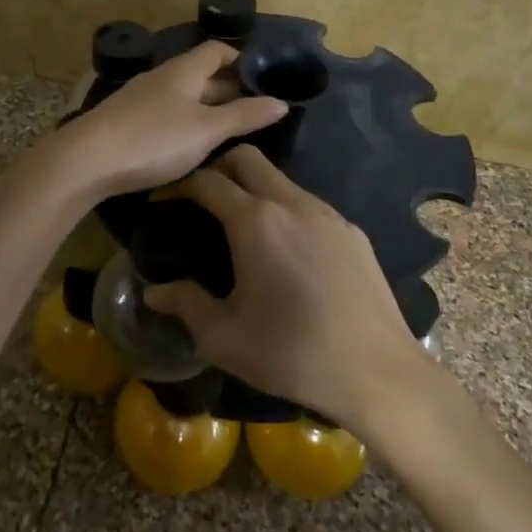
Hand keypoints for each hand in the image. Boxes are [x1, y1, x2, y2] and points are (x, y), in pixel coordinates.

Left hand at [49, 42, 288, 199]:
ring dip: (205, 107)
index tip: (261, 80)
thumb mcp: (207, 130)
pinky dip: (183, 121)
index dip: (240, 60)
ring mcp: (140, 98)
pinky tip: (188, 144)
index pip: (217, 51)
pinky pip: (164, 112)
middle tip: (253, 112)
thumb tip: (281, 102)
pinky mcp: (125, 121)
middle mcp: (161, 77)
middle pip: (200, 74)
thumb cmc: (155, 139)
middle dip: (226, 88)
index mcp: (184, 70)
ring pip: (181, 95)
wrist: (86, 160)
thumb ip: (245, 116)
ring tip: (227, 131)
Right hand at [142, 145, 432, 432]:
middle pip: (248, 159)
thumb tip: (153, 293)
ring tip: (241, 226)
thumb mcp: (225, 338)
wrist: (377, 372)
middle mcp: (293, 204)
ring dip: (255, 189)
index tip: (162, 199)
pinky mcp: (353, 233)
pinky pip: (310, 206)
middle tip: (201, 198)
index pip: (209, 181)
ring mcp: (329, 215)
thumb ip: (186, 305)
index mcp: (256, 222)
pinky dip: (287, 211)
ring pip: (282, 180)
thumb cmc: (291, 353)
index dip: (179, 184)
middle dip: (218, 167)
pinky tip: (287, 252)